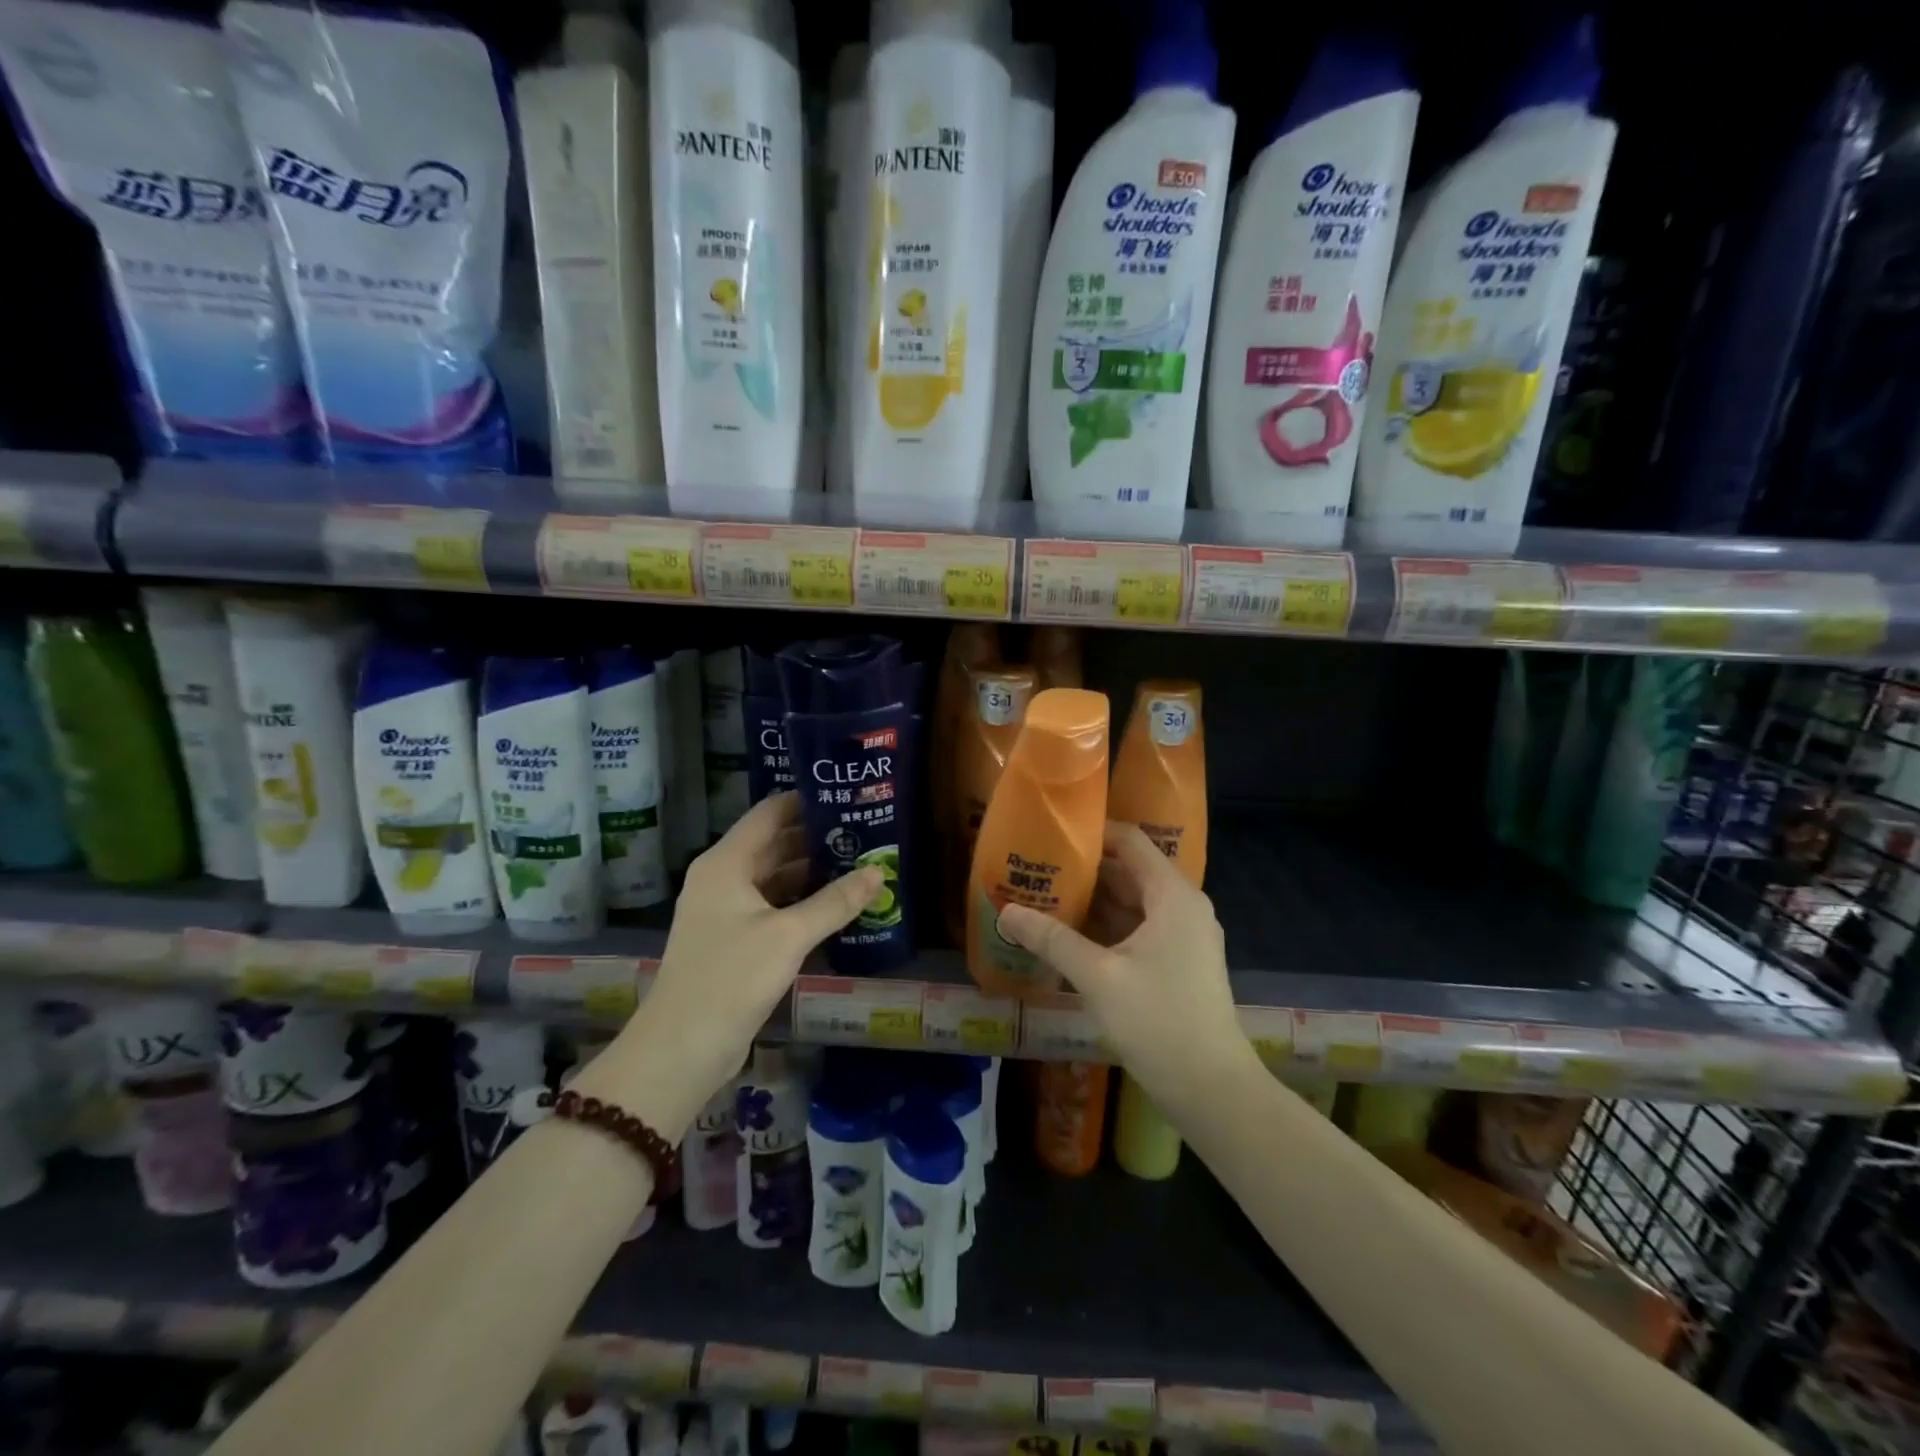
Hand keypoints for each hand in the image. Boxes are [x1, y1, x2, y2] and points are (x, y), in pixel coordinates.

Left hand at [608, 793, 881, 1129]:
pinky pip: (774, 907)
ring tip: (861, 863)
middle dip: (818, 838)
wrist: (682, 1048)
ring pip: (776, 878)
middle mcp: (723, 878)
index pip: (770, 813)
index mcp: (726, 863)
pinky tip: (840, 906)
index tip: (847, 796)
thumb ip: (835, 901)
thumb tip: (878, 872)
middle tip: (866, 831)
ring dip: (814, 873)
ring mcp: (727, 910)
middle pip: (775, 844)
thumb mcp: (789, 936)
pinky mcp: (735, 940)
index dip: (807, 801)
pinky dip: (803, 902)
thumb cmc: (731, 977)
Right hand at [996, 823, 1254, 1119]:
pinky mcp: (1178, 963)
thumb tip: (1005, 912)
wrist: (1212, 1089)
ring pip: (1132, 903)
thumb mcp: (1098, 976)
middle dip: (1084, 870)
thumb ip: (1052, 939)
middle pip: (1129, 871)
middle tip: (1036, 867)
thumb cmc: (1158, 1021)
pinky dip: (1106, 927)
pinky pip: (1138, 929)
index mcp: (1172, 896)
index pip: (1130, 841)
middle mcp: (1182, 906)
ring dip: (1093, 901)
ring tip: (1043, 896)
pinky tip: (1069, 935)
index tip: (1051, 835)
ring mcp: (1183, 936)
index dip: (1092, 833)